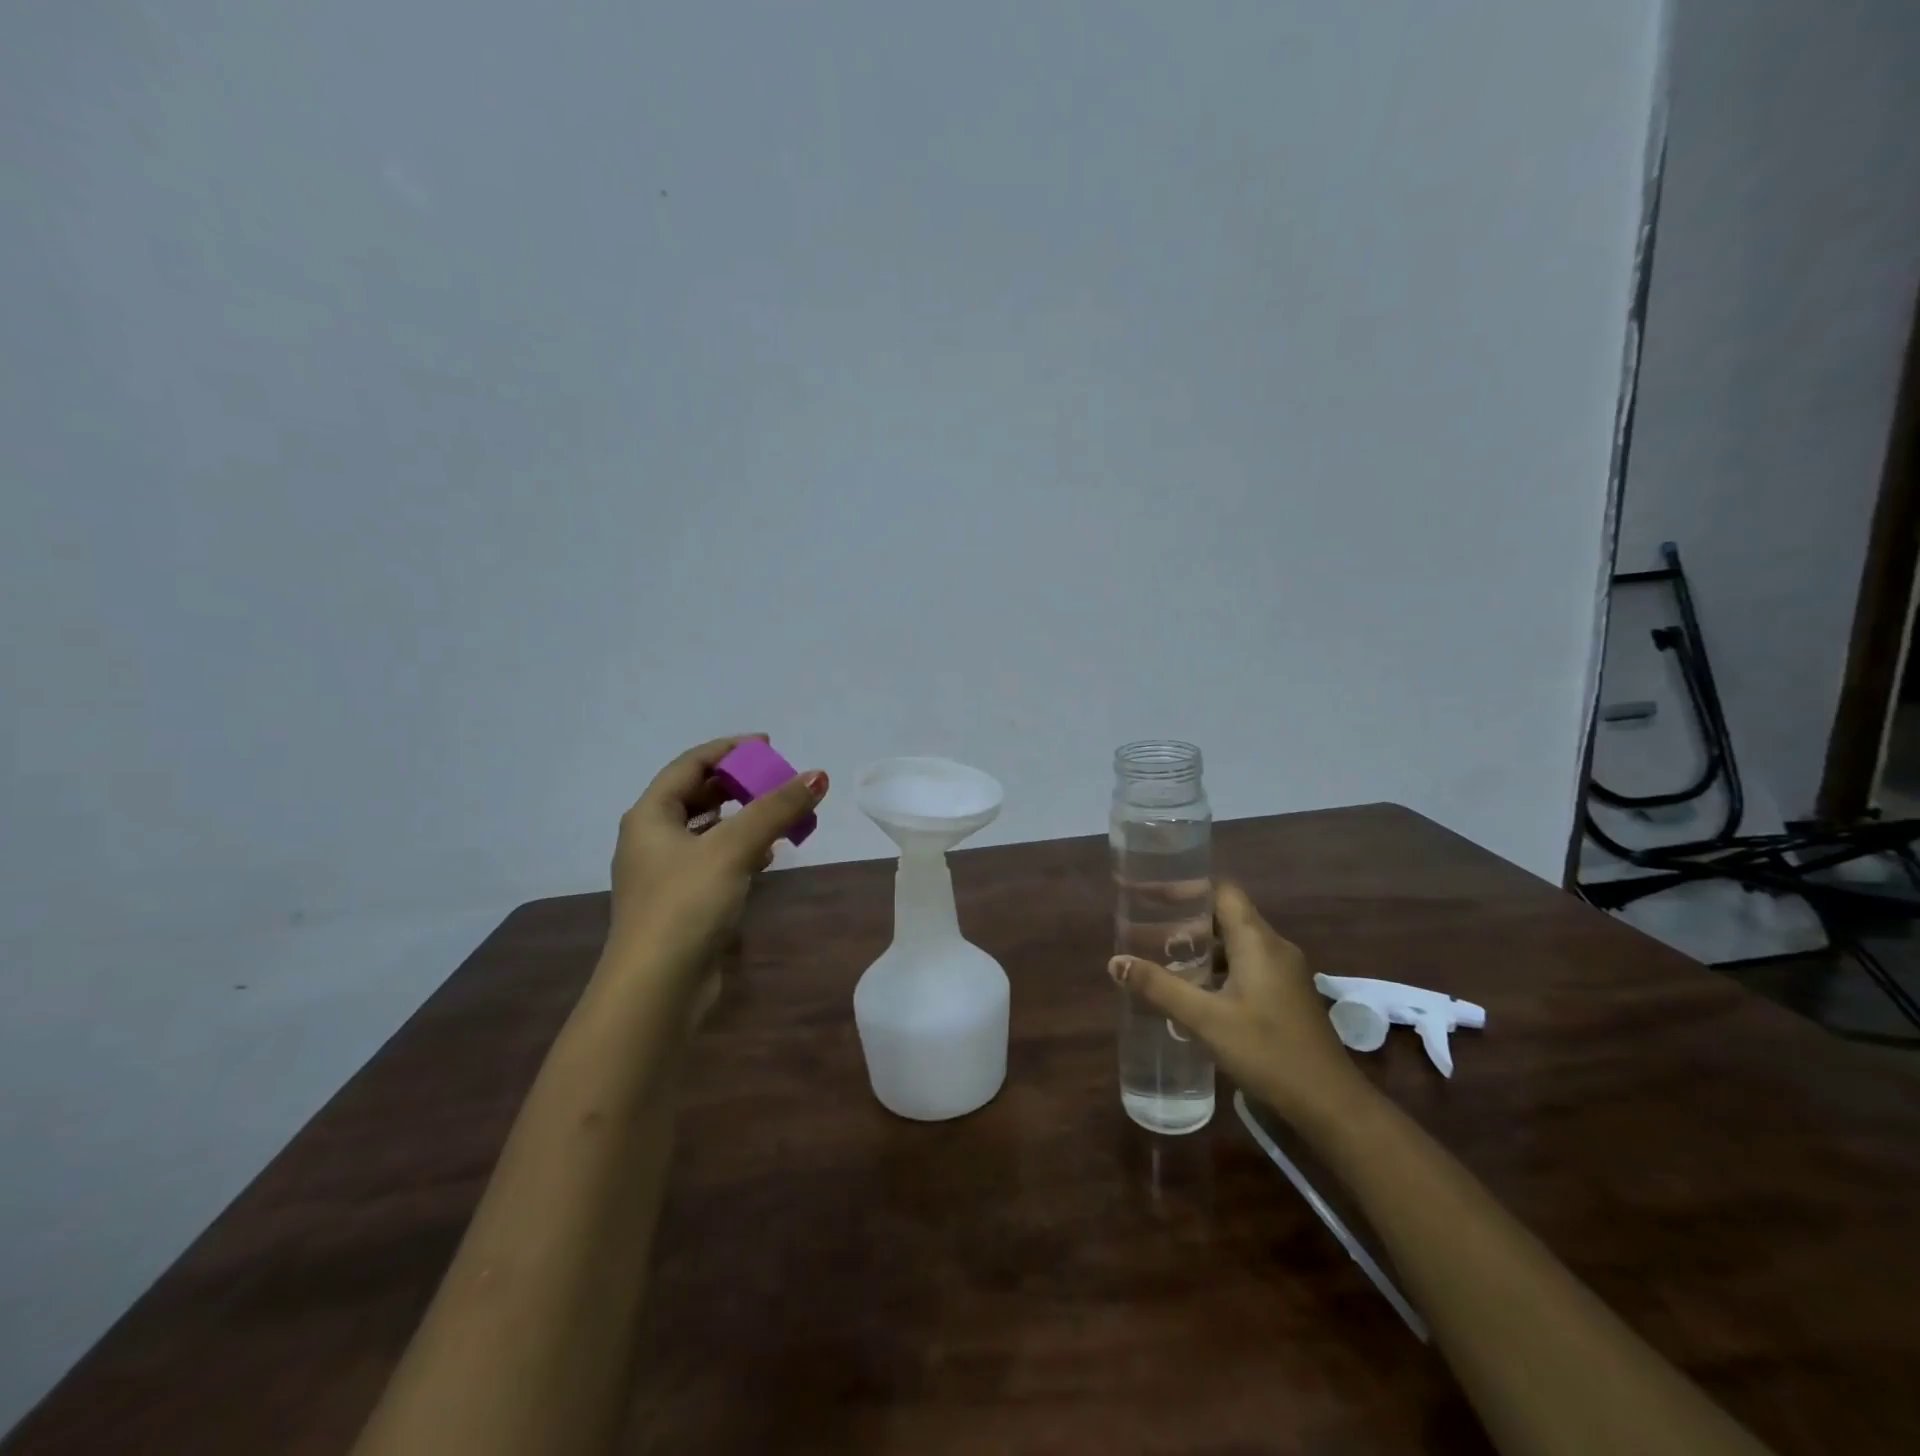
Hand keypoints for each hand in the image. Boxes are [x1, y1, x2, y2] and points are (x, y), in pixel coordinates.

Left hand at [607, 735, 827, 1006]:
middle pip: (698, 796)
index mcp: (650, 816)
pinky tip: (768, 855)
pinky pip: (714, 861)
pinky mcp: (682, 903)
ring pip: (708, 831)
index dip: (729, 750)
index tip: (768, 746)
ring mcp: (665, 874)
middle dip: (739, 785)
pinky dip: (740, 850)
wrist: (656, 988)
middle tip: (777, 780)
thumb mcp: (733, 848)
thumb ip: (776, 809)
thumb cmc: (686, 905)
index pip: (690, 765)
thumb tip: (818, 775)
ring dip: (743, 818)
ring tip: (779, 814)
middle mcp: (651, 839)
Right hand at [1108, 881, 1375, 1129]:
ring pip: (1236, 944)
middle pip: (1226, 915)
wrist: (1331, 1104)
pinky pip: (1247, 966)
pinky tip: (1195, 992)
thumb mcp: (1205, 1019)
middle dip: (1186, 920)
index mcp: (1257, 941)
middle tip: (1147, 930)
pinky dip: (1217, 968)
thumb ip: (1159, 987)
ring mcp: (1285, 973)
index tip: (1151, 894)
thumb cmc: (1267, 1052)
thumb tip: (1115, 962)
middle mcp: (1274, 947)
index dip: (1186, 888)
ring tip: (1163, 959)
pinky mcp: (1287, 996)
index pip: (1221, 891)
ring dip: (1201, 947)